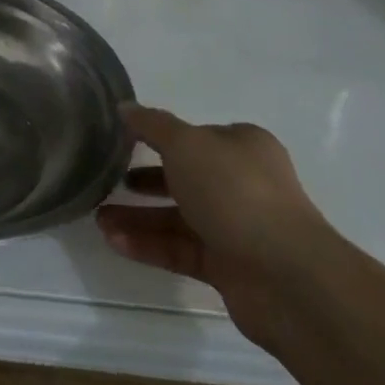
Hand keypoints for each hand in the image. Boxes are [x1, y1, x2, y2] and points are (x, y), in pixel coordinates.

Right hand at [95, 105, 335, 346]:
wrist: (285, 277)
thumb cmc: (235, 193)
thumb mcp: (186, 144)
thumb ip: (152, 125)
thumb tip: (124, 107)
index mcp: (243, 147)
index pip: (196, 137)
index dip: (159, 138)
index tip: (121, 143)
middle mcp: (243, 184)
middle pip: (184, 178)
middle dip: (143, 181)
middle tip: (107, 183)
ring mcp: (237, 227)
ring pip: (178, 217)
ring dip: (137, 217)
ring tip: (98, 220)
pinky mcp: (228, 267)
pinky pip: (180, 250)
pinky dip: (148, 245)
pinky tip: (114, 242)